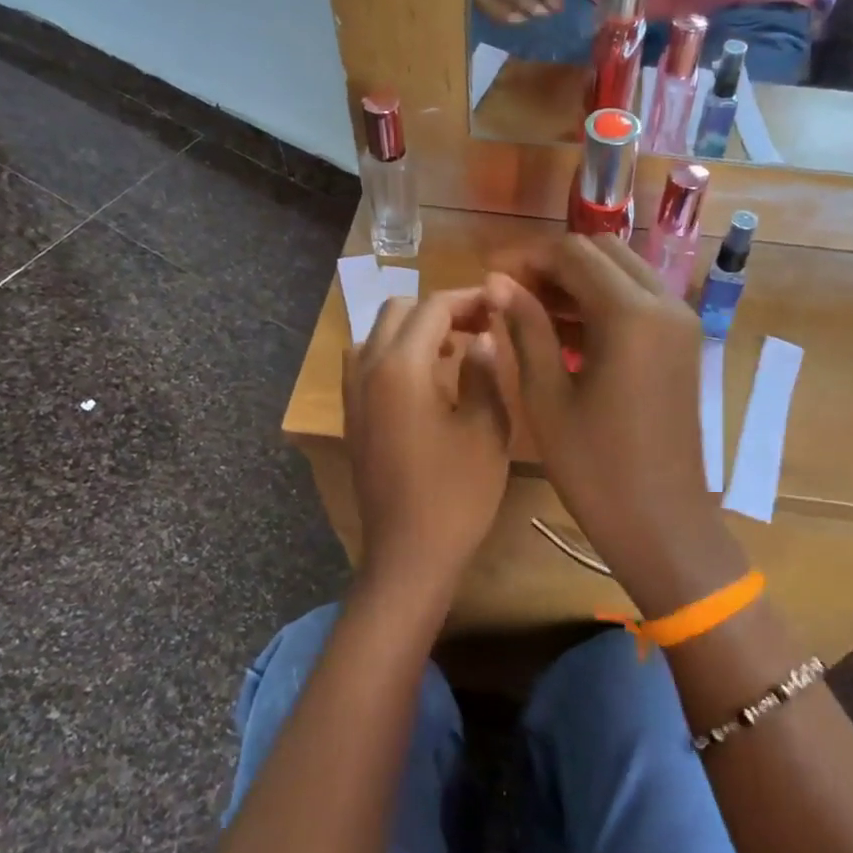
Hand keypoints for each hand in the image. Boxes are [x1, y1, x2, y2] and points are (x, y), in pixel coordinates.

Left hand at [344, 290, 511, 611]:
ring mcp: (353, 395)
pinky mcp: (352, 417)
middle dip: (438, 309)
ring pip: (377, 335)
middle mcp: (367, 370)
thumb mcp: (487, 429)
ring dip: (413, 330)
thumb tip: (480, 338)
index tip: (500, 305)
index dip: (469, 299)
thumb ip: (483, 372)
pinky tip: (427, 381)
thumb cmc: (457, 493)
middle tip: (479, 326)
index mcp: (401, 367)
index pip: (432, 308)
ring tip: (452, 350)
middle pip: (397, 311)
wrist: (409, 552)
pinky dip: (396, 354)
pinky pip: (367, 364)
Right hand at [486, 236, 746, 615]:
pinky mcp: (682, 344)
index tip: (487, 275)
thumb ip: (525, 328)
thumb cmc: (595, 469)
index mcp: (631, 315)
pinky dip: (600, 303)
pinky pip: (638, 302)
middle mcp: (665, 304)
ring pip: (623, 273)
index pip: (572, 253)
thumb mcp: (547, 397)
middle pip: (602, 252)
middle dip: (552, 263)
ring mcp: (680, 324)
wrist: (662, 523)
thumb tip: (496, 280)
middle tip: (508, 292)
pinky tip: (562, 331)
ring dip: (576, 282)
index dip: (525, 257)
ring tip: (527, 310)